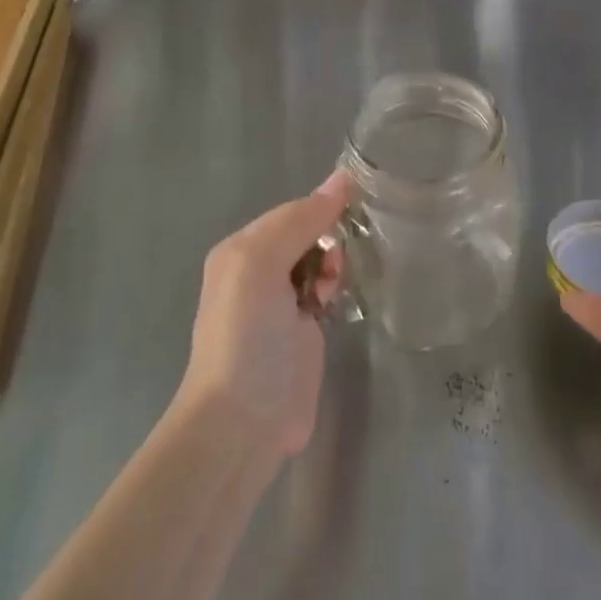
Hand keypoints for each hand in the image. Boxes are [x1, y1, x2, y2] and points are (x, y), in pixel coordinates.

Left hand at [178, 173, 350, 459]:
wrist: (243, 421)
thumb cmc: (247, 335)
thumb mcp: (261, 264)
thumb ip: (299, 220)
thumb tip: (342, 178)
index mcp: (242, 249)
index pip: (292, 211)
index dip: (322, 206)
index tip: (358, 204)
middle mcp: (259, 271)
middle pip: (309, 233)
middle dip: (329, 238)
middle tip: (336, 261)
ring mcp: (283, 303)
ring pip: (322, 261)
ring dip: (334, 265)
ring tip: (331, 288)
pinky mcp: (306, 331)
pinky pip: (328, 291)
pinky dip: (338, 288)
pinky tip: (338, 299)